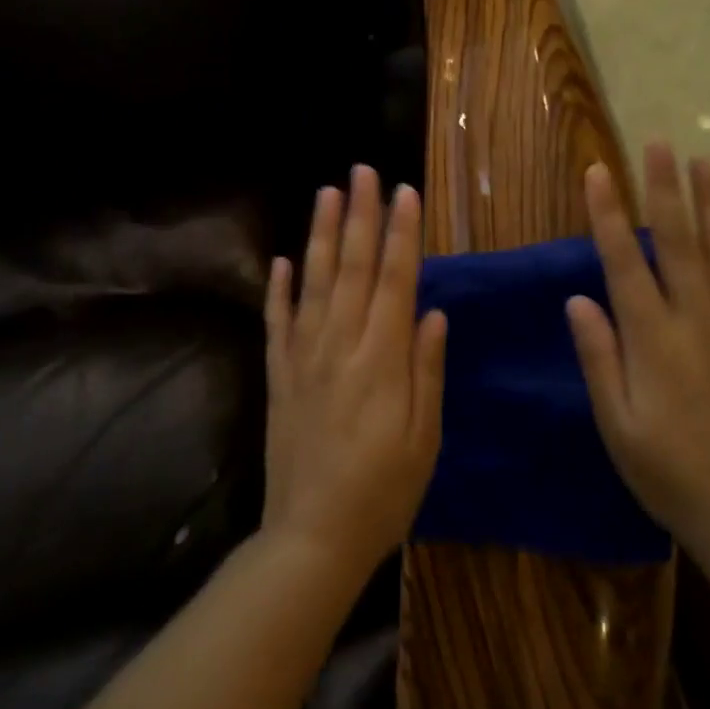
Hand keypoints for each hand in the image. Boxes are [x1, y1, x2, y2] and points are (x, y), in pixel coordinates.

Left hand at [262, 165, 446, 578]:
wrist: (312, 538)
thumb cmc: (384, 492)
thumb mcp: (425, 438)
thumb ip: (427, 370)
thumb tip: (433, 312)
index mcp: (383, 359)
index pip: (396, 279)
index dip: (402, 233)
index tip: (405, 192)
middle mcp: (341, 346)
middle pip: (353, 267)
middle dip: (360, 215)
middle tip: (362, 170)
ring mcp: (304, 358)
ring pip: (313, 283)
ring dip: (321, 235)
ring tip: (326, 193)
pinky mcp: (278, 377)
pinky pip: (277, 323)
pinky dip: (277, 289)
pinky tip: (279, 260)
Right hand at [566, 142, 709, 556]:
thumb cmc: (667, 471)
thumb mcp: (616, 422)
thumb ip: (598, 356)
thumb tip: (578, 298)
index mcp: (652, 337)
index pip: (625, 259)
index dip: (608, 213)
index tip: (598, 172)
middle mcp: (697, 319)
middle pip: (679, 240)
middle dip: (665, 188)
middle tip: (660, 143)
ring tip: (706, 163)